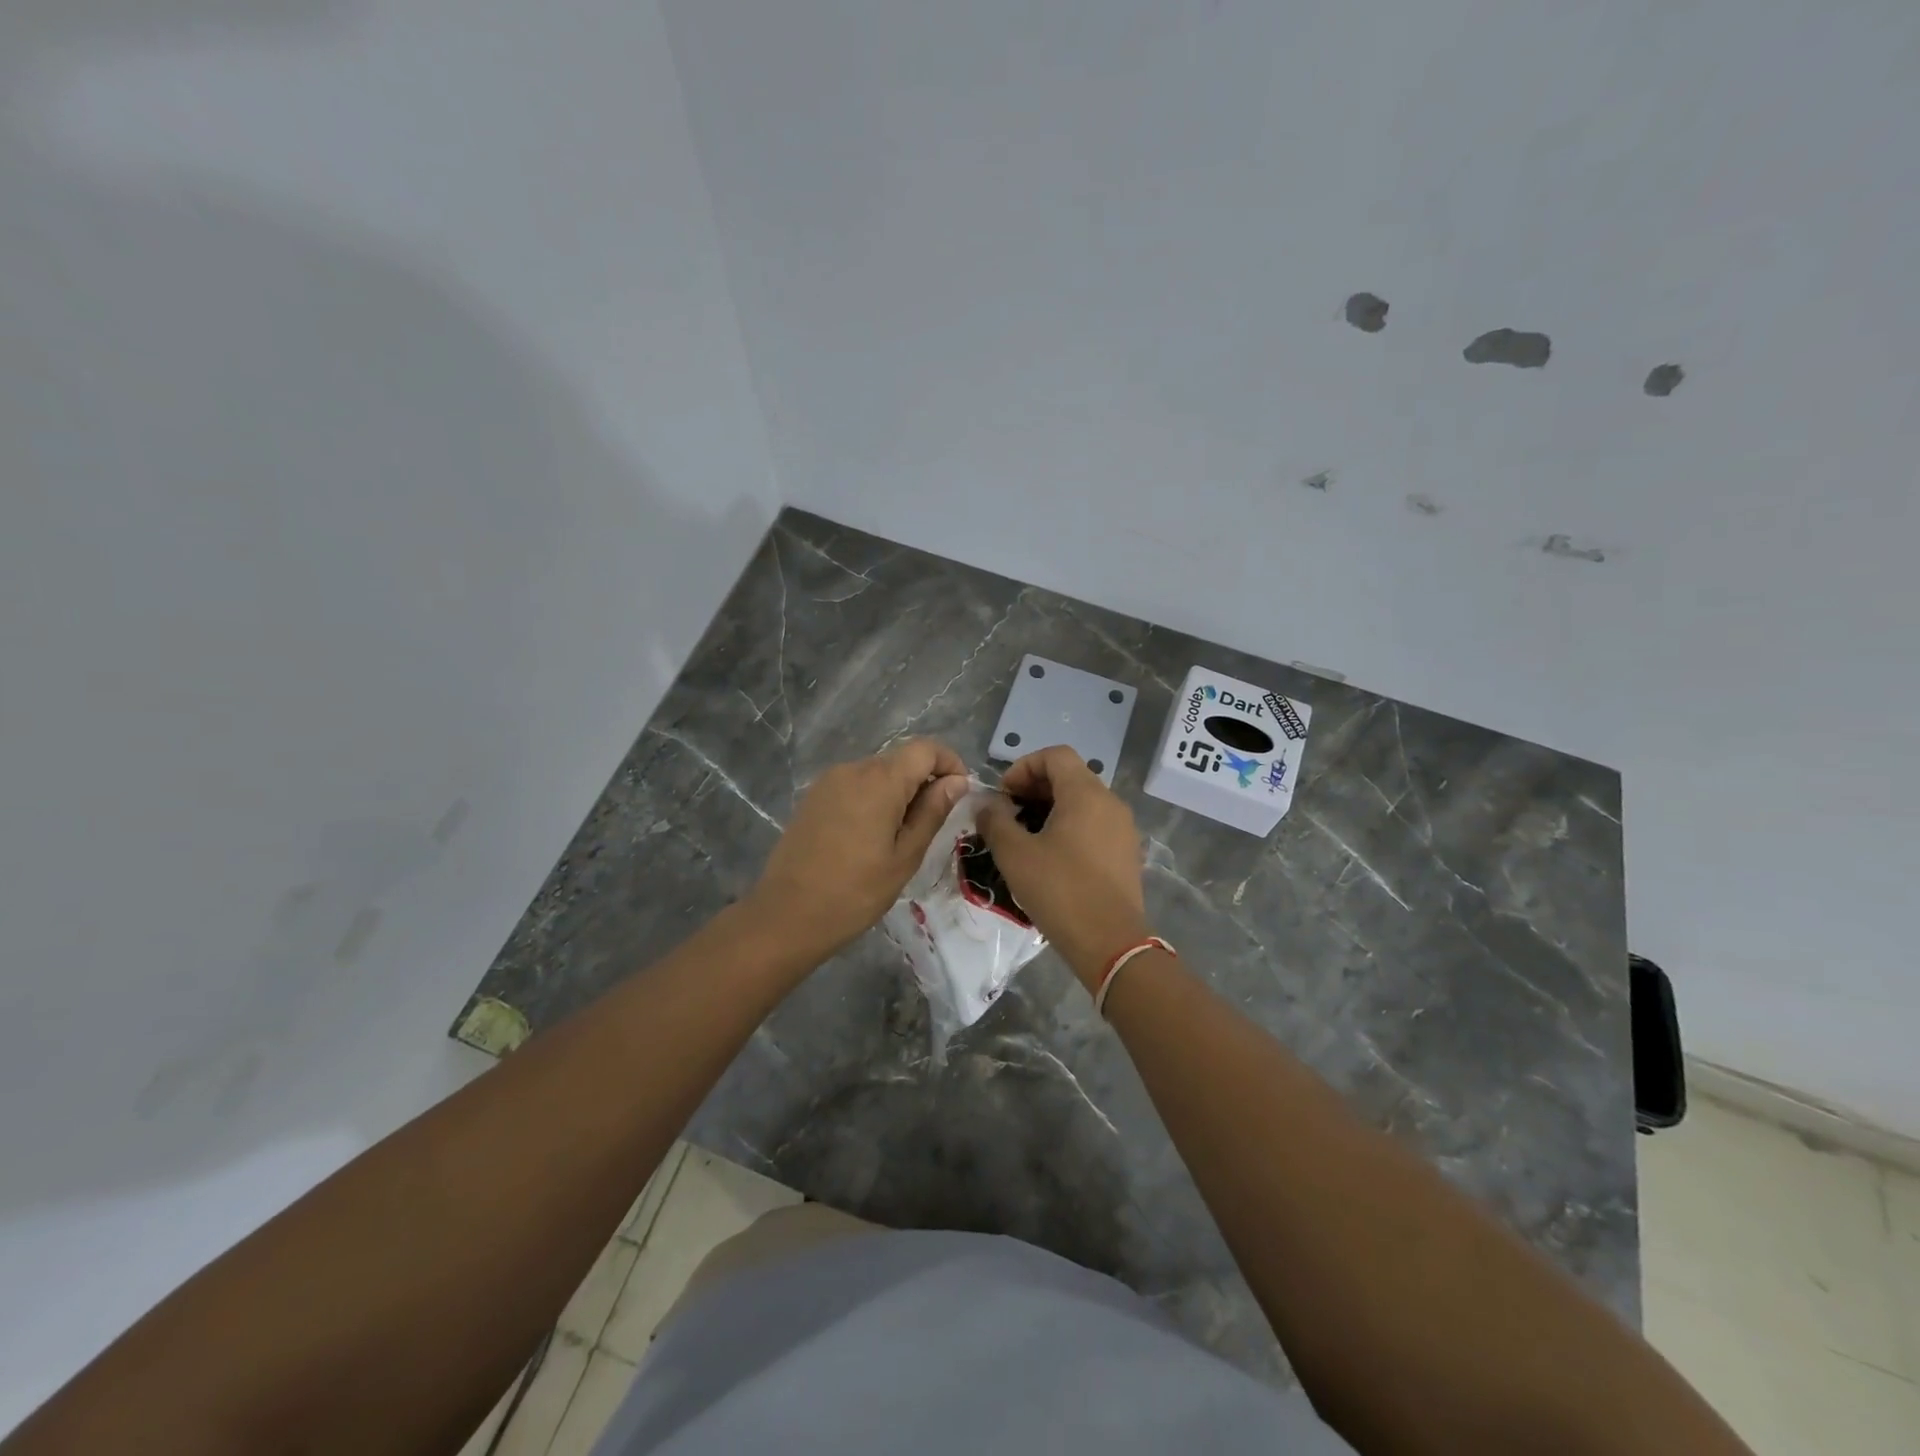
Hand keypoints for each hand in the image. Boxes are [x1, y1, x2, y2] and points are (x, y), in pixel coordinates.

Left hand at [746, 738, 970, 962]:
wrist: (787, 915)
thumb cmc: (855, 892)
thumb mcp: (905, 856)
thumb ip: (933, 812)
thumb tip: (957, 781)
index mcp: (880, 780)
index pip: (926, 749)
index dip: (950, 763)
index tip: (959, 795)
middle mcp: (853, 768)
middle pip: (901, 760)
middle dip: (924, 782)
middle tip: (931, 826)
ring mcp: (829, 781)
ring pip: (878, 773)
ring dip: (898, 793)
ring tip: (899, 837)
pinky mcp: (814, 797)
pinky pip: (855, 786)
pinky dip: (873, 799)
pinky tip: (869, 837)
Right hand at [977, 746, 1150, 988]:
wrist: (1111, 943)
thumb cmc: (1060, 891)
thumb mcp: (1015, 854)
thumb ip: (995, 821)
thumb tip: (987, 804)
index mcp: (1086, 794)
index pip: (1055, 755)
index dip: (1024, 766)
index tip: (1004, 795)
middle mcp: (1110, 802)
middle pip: (1070, 776)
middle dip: (1034, 788)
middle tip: (1008, 814)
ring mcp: (1123, 828)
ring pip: (1083, 802)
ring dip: (1051, 808)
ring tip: (1025, 837)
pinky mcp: (1126, 853)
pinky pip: (1094, 824)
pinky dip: (1070, 827)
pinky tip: (1050, 857)